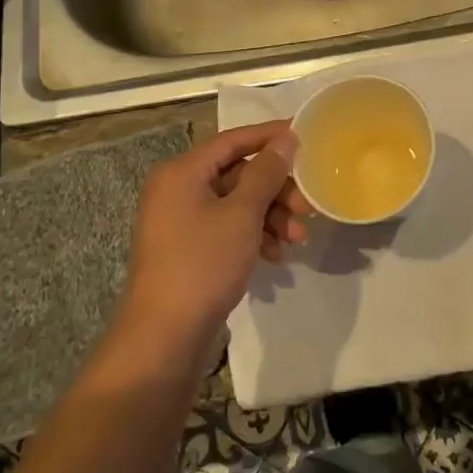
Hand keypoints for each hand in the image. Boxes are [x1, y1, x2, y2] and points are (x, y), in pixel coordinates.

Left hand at [121, 121, 307, 353]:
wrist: (164, 336)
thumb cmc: (203, 264)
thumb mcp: (242, 214)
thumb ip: (266, 173)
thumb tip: (285, 140)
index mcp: (182, 172)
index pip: (233, 140)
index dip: (270, 136)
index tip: (305, 136)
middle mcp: (178, 190)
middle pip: (238, 174)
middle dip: (276, 188)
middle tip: (307, 205)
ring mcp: (182, 221)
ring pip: (237, 203)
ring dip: (271, 215)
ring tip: (298, 238)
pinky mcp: (190, 249)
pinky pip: (228, 228)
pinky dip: (255, 235)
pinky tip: (277, 255)